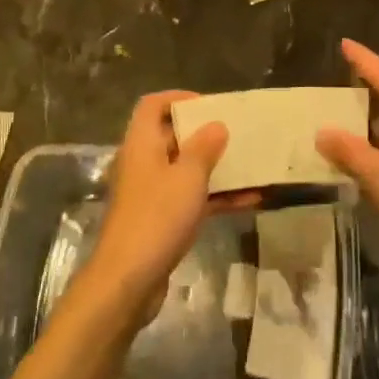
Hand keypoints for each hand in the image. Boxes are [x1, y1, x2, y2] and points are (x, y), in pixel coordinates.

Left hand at [84, 91, 233, 310]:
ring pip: (184, 170)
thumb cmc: (157, 217)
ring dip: (214, 168)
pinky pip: (190, 198)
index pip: (152, 105)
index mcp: (141, 144)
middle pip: (171, 136)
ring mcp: (151, 194)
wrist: (128, 280)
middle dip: (204, 134)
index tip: (209, 104)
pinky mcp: (160, 220)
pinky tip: (249, 201)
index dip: (178, 98)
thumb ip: (204, 148)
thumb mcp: (188, 177)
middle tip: (236, 133)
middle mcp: (143, 163)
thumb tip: (216, 125)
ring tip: (249, 165)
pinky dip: (215, 196)